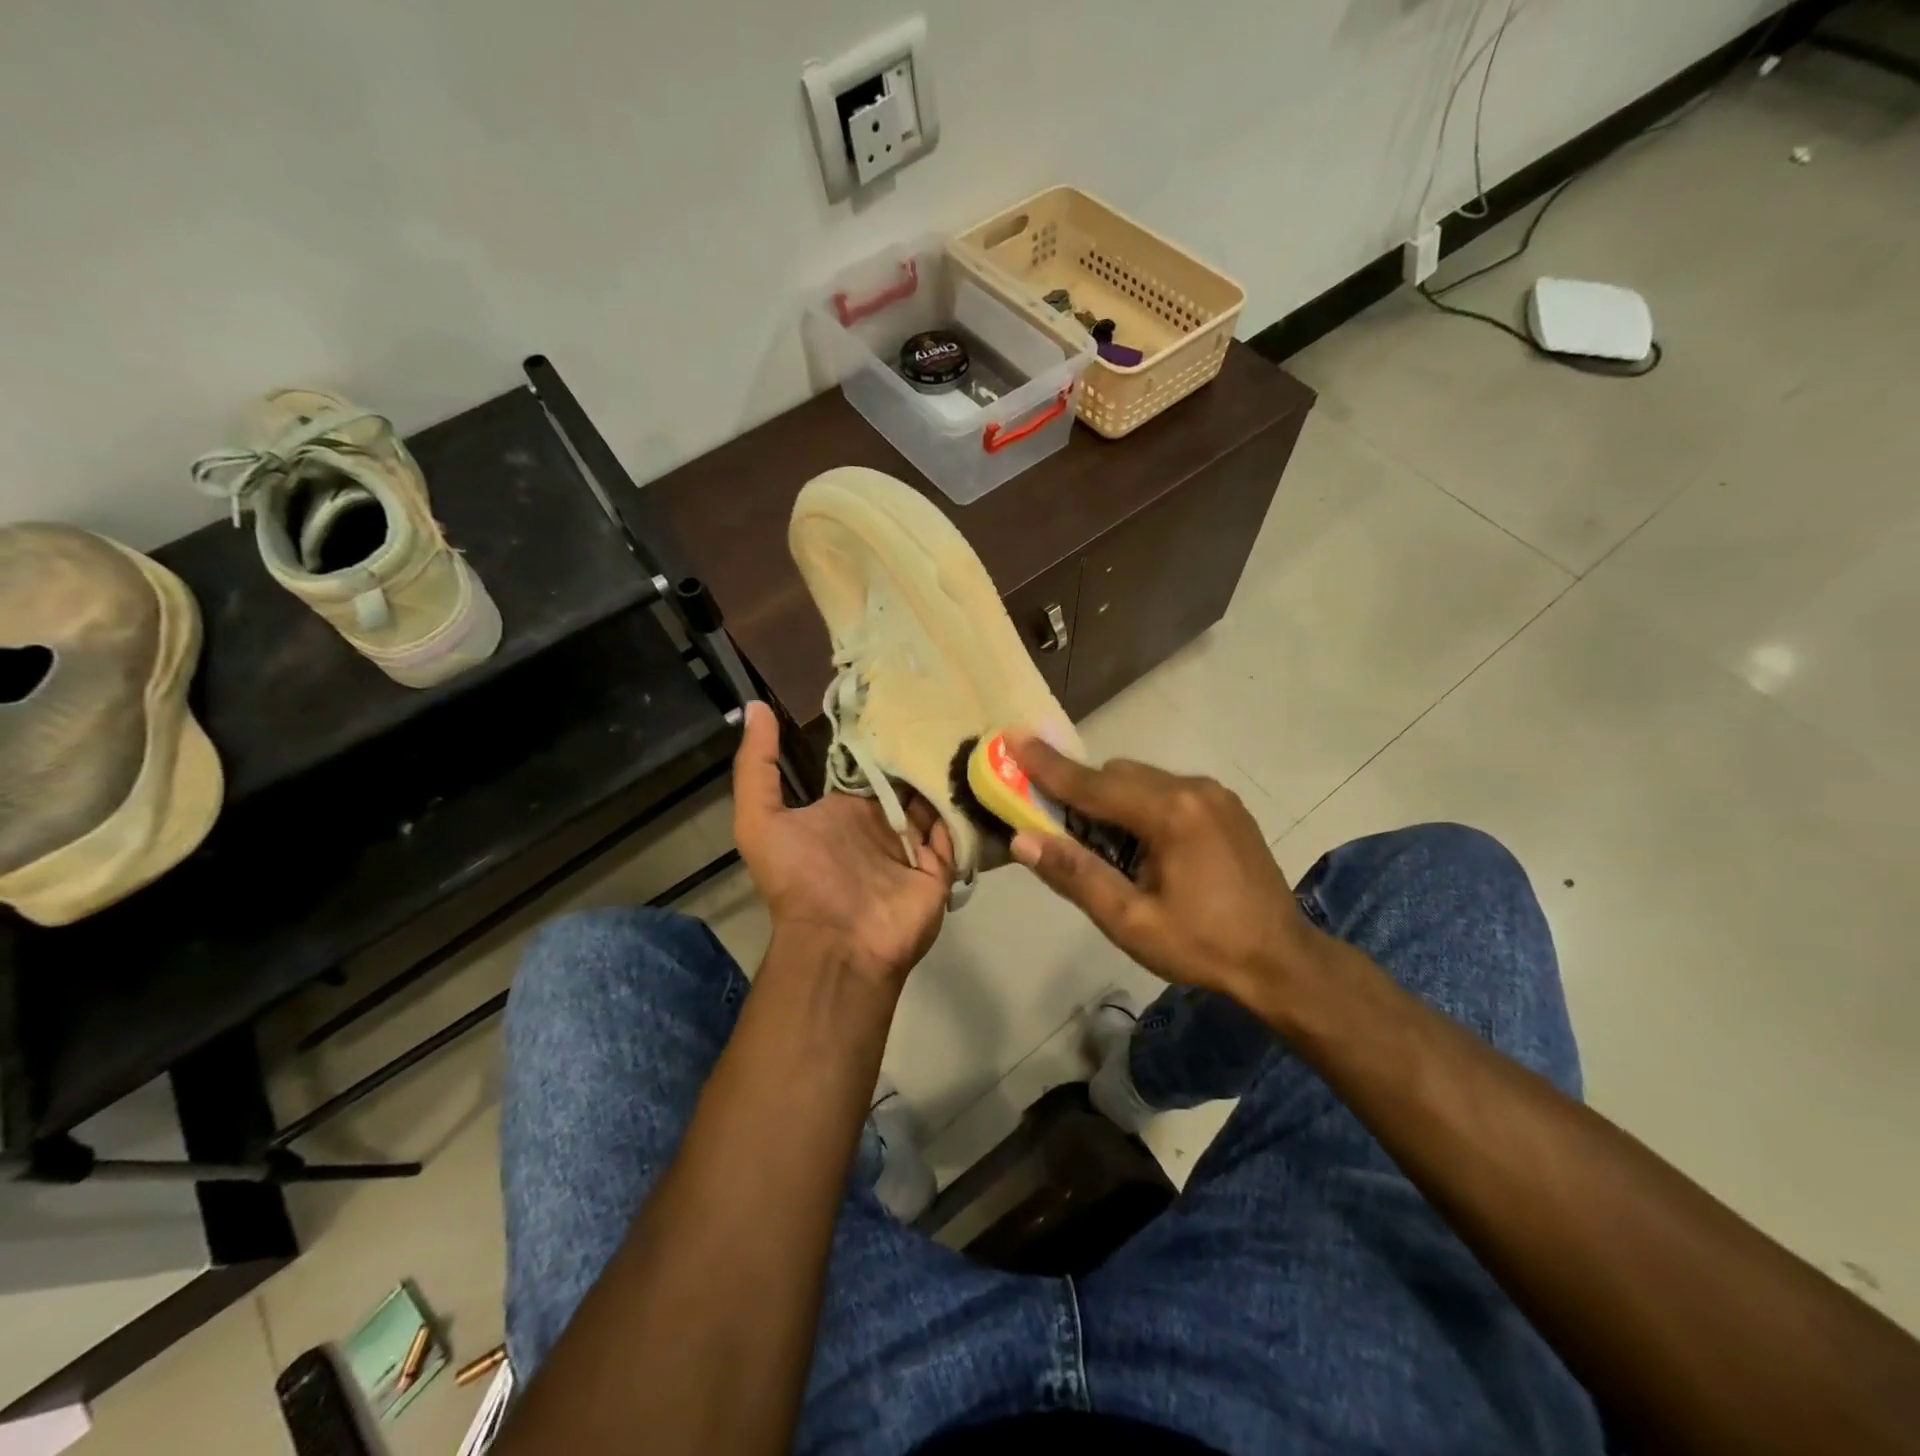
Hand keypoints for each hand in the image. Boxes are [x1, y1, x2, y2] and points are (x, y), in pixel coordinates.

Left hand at [732, 702, 954, 986]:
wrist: (838, 944)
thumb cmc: (800, 879)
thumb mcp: (760, 820)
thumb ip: (757, 766)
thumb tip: (754, 706)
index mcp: (846, 809)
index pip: (869, 764)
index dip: (882, 734)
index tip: (902, 694)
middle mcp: (882, 822)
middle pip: (908, 777)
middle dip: (922, 748)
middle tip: (948, 704)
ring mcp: (914, 844)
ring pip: (936, 798)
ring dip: (949, 771)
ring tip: (972, 725)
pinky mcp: (941, 864)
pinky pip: (957, 828)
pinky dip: (967, 805)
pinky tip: (984, 769)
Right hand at [1006, 734, 1322, 1005]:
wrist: (1282, 961)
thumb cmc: (1203, 946)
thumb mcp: (1131, 921)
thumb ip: (1076, 875)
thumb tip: (1022, 840)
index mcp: (1170, 814)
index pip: (1093, 784)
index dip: (1047, 766)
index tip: (1012, 738)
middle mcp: (1193, 788)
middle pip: (1116, 775)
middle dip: (1081, 793)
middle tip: (1057, 827)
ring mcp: (1214, 793)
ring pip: (1141, 779)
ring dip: (1112, 801)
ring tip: (1108, 849)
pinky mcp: (1225, 805)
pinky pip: (1166, 789)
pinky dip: (1141, 805)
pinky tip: (1145, 846)